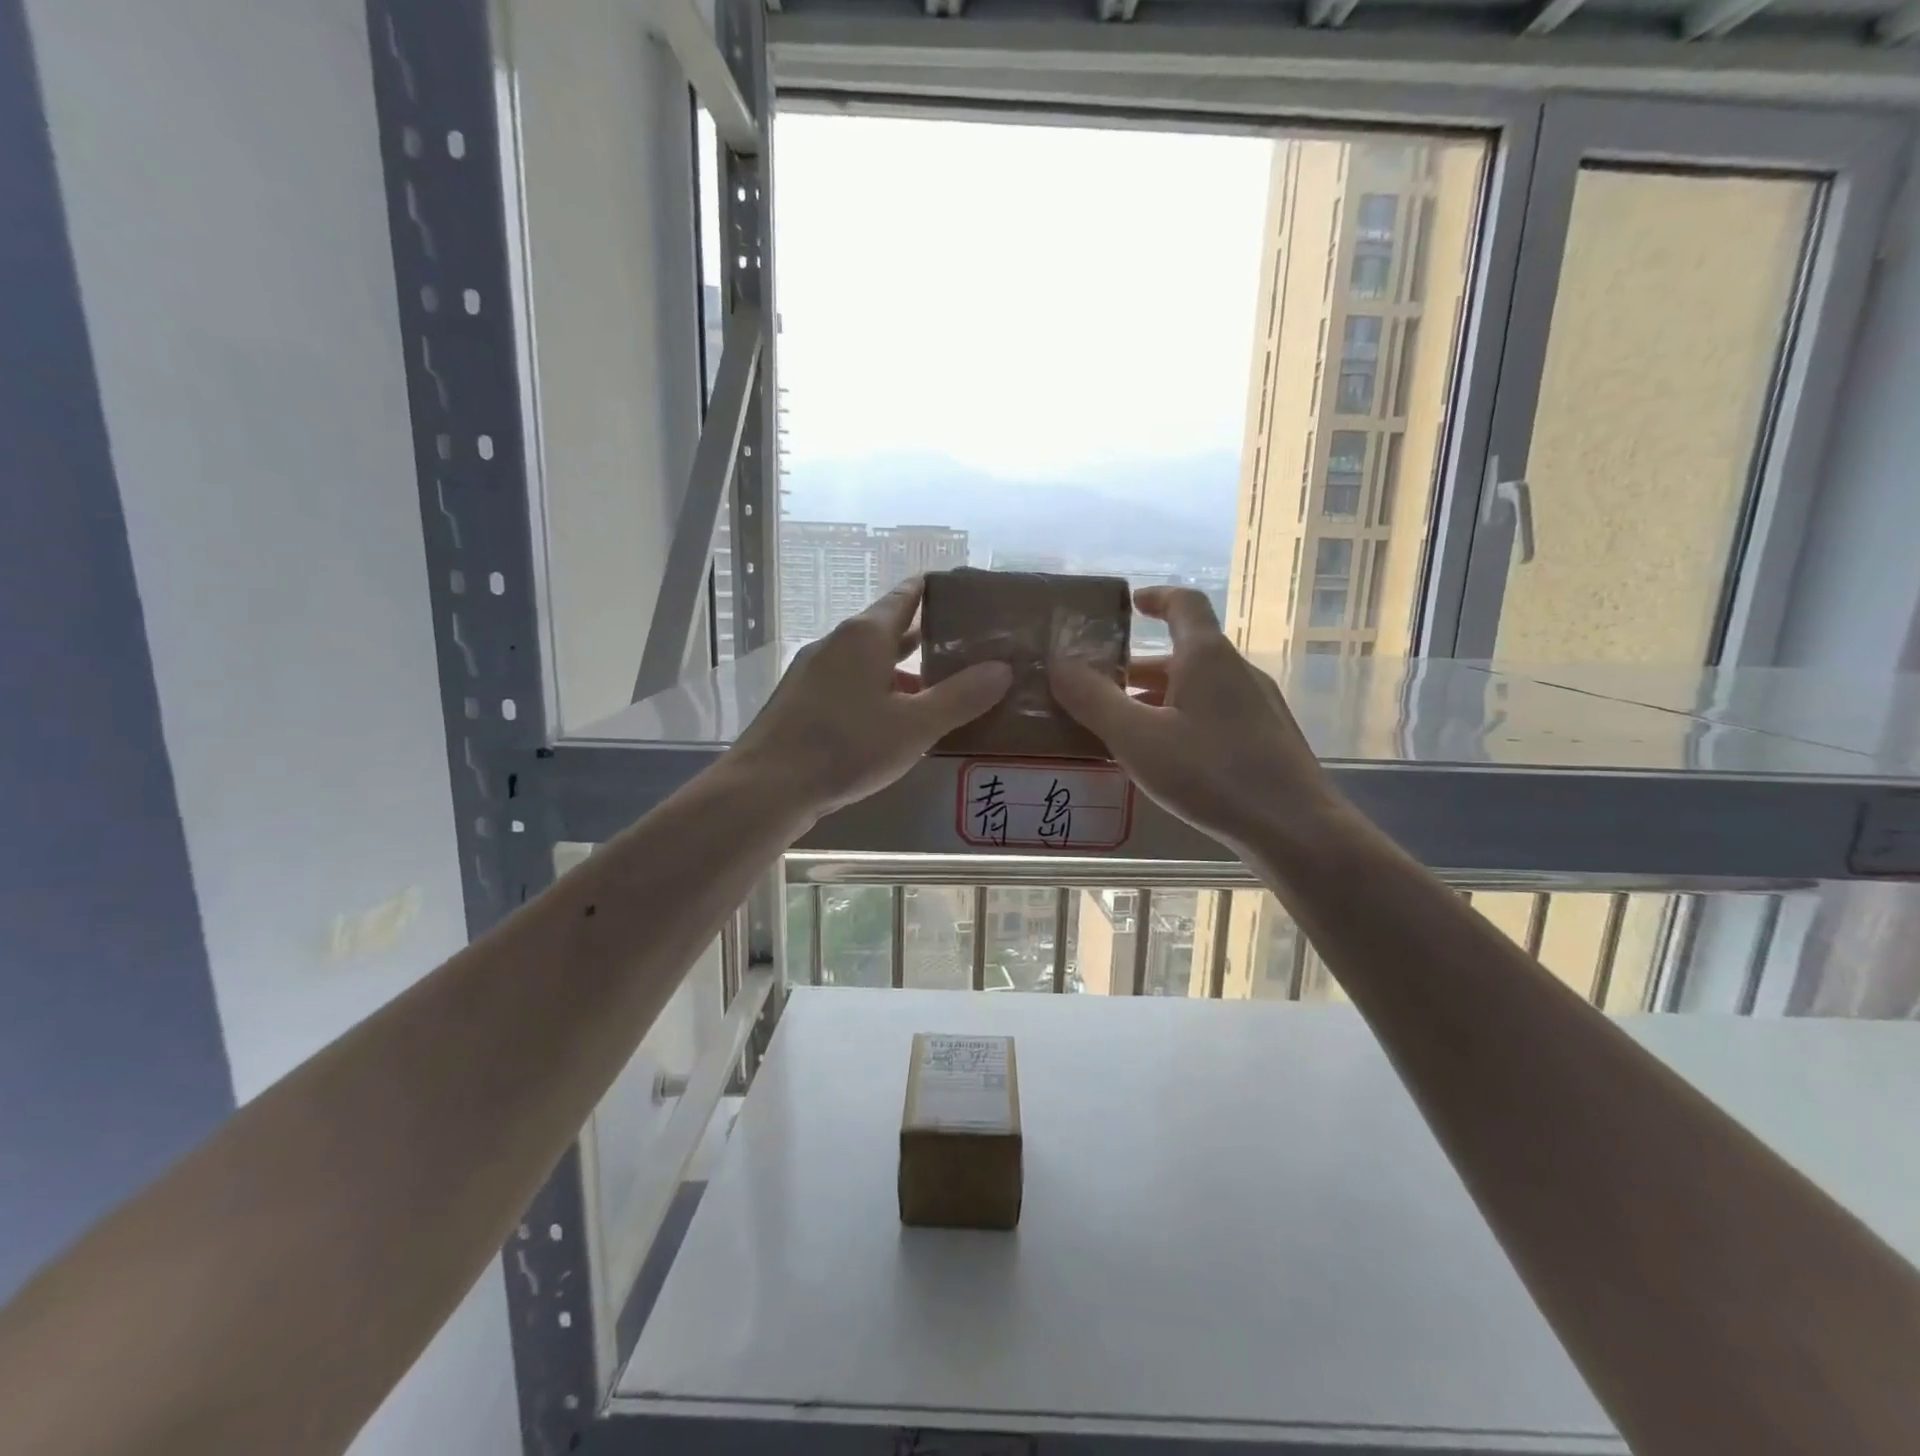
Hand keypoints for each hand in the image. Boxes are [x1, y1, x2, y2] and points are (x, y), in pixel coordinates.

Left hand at [732, 578, 1011, 818]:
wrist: (767, 787)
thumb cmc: (846, 747)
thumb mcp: (914, 726)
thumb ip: (961, 697)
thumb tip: (1002, 668)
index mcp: (865, 635)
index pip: (906, 596)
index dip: (936, 591)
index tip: (966, 597)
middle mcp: (837, 643)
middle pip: (888, 629)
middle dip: (926, 638)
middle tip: (967, 650)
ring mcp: (813, 671)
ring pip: (868, 662)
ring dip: (901, 673)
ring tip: (937, 692)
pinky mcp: (800, 701)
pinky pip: (848, 685)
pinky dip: (876, 693)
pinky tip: (891, 723)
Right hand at [1049, 586, 1344, 852]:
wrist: (1295, 828)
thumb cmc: (1211, 774)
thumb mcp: (1137, 738)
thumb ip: (1093, 700)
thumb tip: (1059, 663)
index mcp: (1207, 657)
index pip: (1184, 604)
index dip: (1156, 597)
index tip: (1130, 605)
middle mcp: (1237, 672)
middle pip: (1184, 653)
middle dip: (1139, 668)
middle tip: (1100, 688)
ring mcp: (1258, 706)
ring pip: (1198, 689)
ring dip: (1158, 699)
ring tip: (1121, 729)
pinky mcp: (1266, 739)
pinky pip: (1214, 715)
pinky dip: (1181, 722)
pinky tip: (1165, 760)